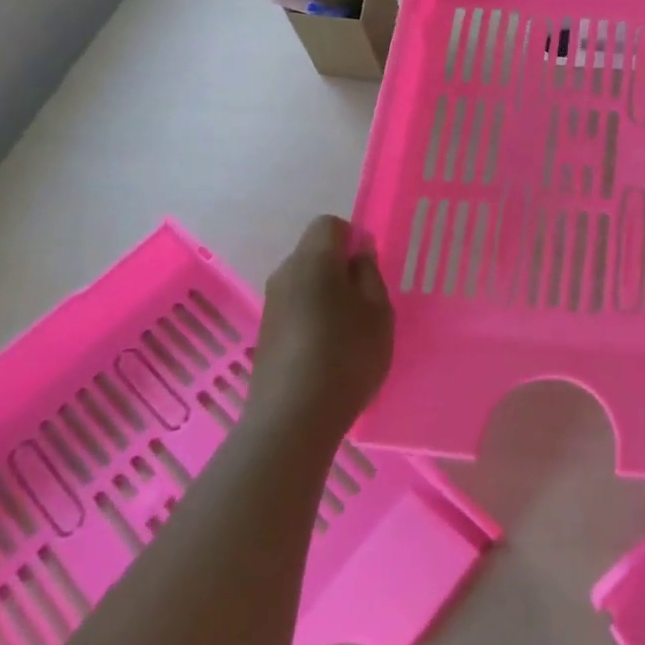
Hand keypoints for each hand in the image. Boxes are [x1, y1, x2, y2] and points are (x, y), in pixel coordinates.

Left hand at [247, 216, 394, 441]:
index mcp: (313, 260)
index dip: (354, 238)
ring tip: (351, 330)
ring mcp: (271, 305)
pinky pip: (296, 307)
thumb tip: (358, 253)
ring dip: (328, 294)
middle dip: (341, 267)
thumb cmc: (346, 355)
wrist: (292, 420)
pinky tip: (329, 350)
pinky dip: (314, 317)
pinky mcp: (266, 334)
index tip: (370, 269)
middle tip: (367, 301)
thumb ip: (369, 273)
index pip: (330, 225)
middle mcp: (285, 274)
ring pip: (305, 282)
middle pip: (315, 252)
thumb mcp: (378, 310)